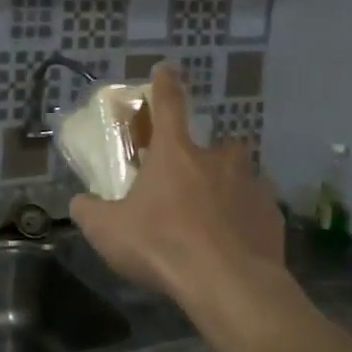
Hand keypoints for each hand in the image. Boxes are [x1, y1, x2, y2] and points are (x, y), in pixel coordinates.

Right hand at [70, 64, 286, 318]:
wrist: (228, 284)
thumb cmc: (163, 245)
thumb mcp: (108, 231)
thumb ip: (89, 211)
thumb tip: (79, 202)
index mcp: (176, 153)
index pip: (168, 105)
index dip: (165, 84)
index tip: (167, 67)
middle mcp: (218, 160)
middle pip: (216, 145)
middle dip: (206, 157)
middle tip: (192, 182)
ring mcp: (251, 185)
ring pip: (242, 176)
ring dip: (230, 187)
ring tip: (217, 216)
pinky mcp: (272, 216)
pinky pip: (258, 209)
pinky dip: (247, 219)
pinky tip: (237, 243)